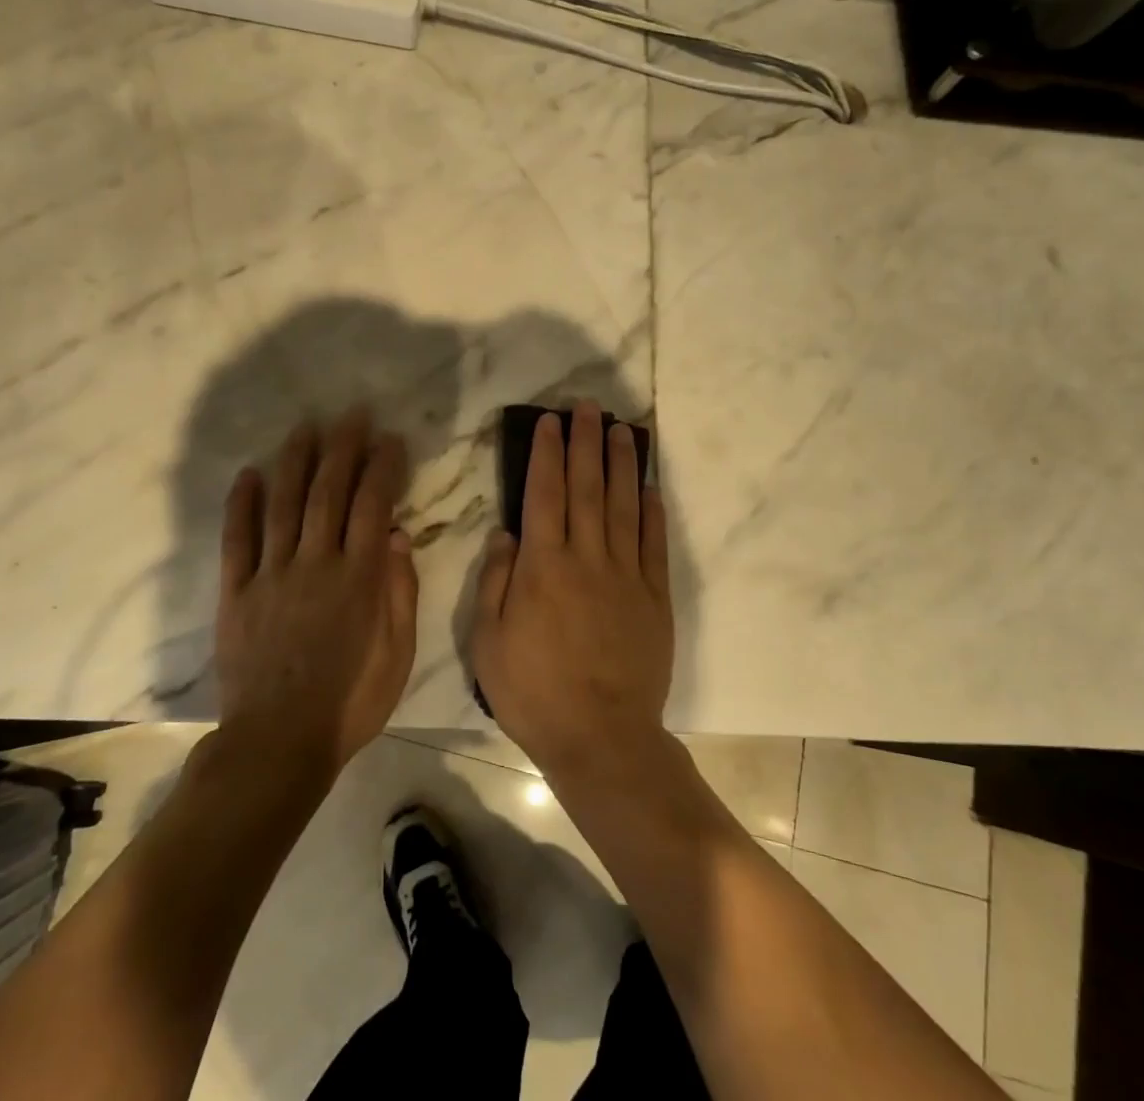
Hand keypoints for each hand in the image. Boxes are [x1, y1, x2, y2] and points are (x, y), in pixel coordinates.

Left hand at [215, 410, 418, 772]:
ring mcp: (271, 575)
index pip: (374, 505)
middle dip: (342, 448)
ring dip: (295, 462)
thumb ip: (399, 592)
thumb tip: (397, 536)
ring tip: (305, 428)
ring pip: (284, 505)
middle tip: (351, 415)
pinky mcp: (236, 593)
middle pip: (329, 492)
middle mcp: (315, 563)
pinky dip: (241, 504)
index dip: (382, 466)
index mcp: (359, 578)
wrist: (278, 743)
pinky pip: (237, 540)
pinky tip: (248, 474)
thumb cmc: (350, 702)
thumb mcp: (398, 654)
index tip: (389, 439)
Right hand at [470, 401, 672, 777]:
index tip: (549, 422)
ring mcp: (626, 576)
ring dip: (621, 464)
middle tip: (588, 407)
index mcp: (543, 567)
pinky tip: (649, 487)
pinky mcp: (655, 597)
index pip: (544, 494)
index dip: (546, 453)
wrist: (601, 737)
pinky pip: (653, 544)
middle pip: (587, 488)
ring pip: (623, 506)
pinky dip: (652, 512)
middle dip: (585, 442)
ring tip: (621, 429)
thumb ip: (496, 582)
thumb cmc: (534, 693)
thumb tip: (506, 533)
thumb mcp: (488, 643)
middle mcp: (586, 559)